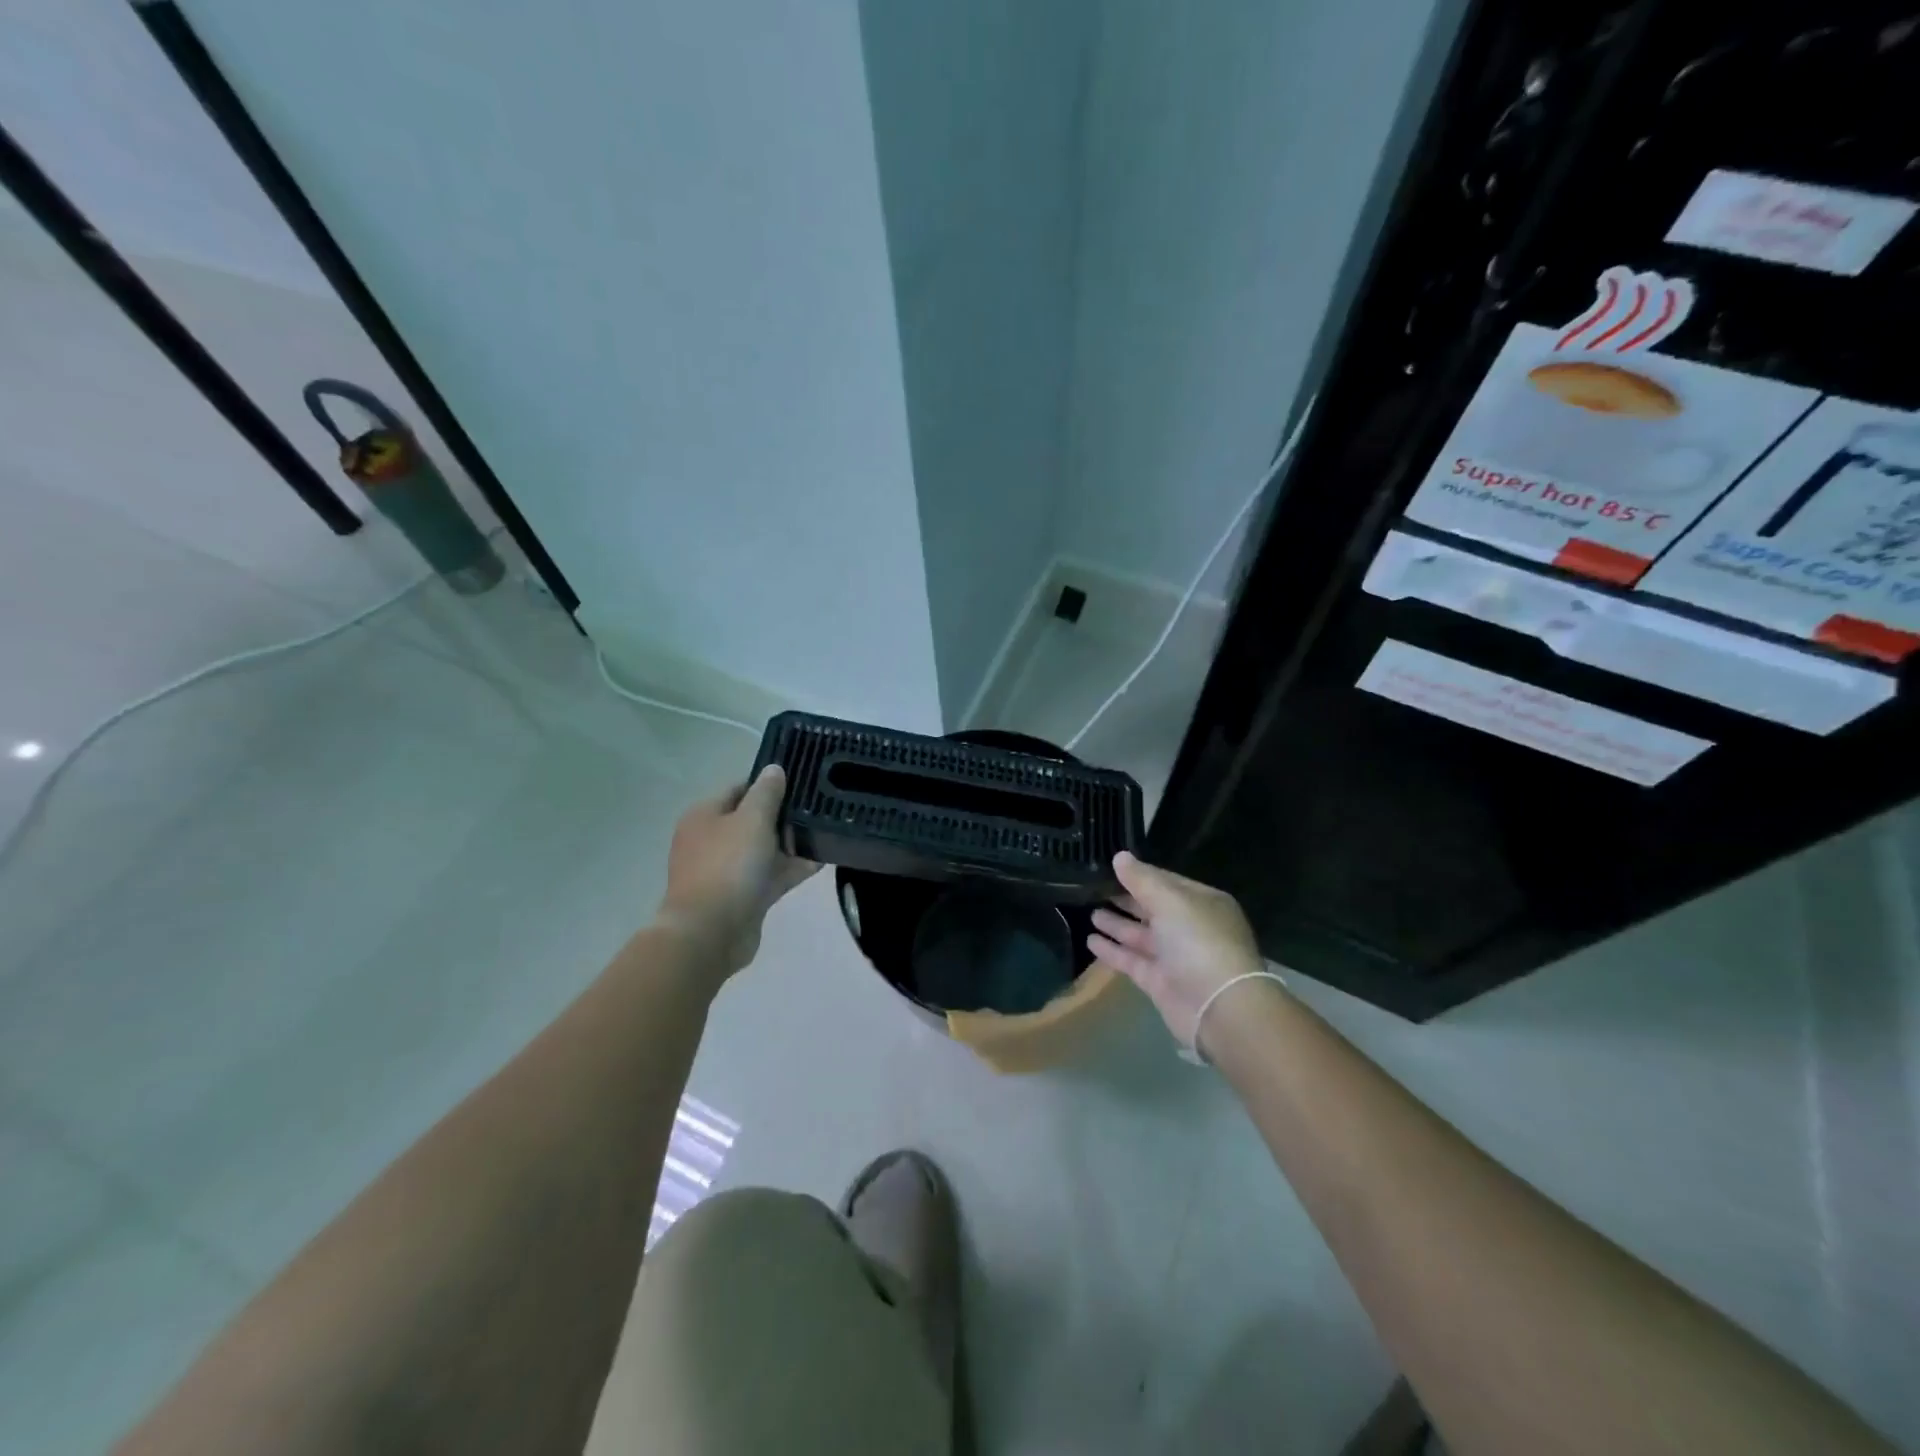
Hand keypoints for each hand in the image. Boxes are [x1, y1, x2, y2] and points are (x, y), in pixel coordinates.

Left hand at [657, 765, 818, 975]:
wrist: (711, 932)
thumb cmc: (728, 866)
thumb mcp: (752, 819)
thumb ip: (766, 793)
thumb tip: (774, 769)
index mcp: (705, 816)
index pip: (740, 788)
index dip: (769, 784)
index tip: (801, 784)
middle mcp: (712, 840)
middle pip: (753, 820)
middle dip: (784, 816)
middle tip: (818, 809)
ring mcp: (726, 871)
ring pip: (764, 850)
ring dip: (791, 844)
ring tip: (826, 834)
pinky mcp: (742, 897)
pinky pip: (770, 875)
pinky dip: (791, 869)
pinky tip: (821, 862)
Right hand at [1088, 851, 1272, 1057]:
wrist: (1219, 1008)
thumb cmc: (1199, 943)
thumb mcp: (1170, 901)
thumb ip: (1142, 879)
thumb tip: (1120, 856)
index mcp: (1201, 902)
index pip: (1166, 881)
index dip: (1139, 874)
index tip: (1109, 866)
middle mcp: (1190, 927)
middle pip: (1152, 908)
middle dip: (1126, 899)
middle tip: (1094, 888)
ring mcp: (1175, 957)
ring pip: (1141, 935)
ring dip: (1117, 924)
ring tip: (1089, 913)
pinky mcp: (1160, 982)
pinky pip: (1132, 960)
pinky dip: (1113, 951)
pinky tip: (1090, 941)